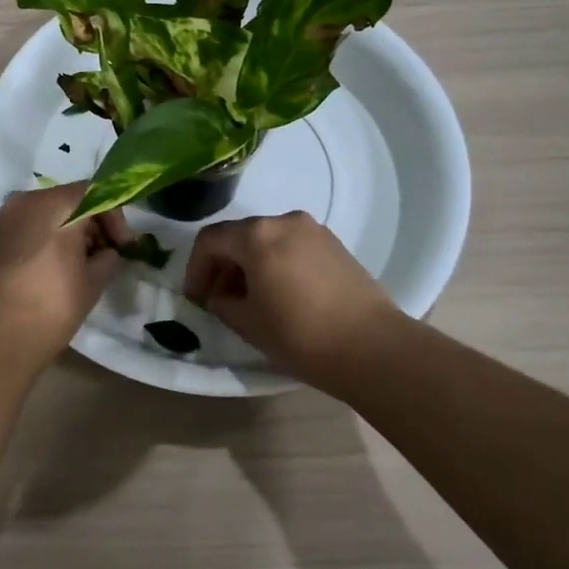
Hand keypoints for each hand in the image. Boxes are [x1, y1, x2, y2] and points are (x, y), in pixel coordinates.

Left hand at [0, 182, 128, 366]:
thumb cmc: (51, 305)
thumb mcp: (93, 282)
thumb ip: (107, 258)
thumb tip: (107, 253)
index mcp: (55, 204)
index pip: (95, 193)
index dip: (115, 218)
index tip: (124, 246)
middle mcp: (25, 200)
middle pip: (68, 200)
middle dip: (90, 224)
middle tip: (104, 255)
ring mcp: (2, 218)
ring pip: (44, 214)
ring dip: (65, 231)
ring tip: (78, 264)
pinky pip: (24, 228)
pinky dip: (42, 239)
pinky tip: (50, 268)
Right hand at [183, 211, 404, 386]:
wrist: (373, 347)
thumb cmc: (301, 335)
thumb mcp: (248, 323)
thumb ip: (222, 302)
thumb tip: (220, 294)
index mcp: (256, 235)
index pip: (210, 240)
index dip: (195, 268)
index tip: (195, 297)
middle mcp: (283, 220)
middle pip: (239, 235)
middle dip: (222, 264)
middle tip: (217, 298)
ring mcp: (313, 230)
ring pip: (266, 239)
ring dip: (249, 263)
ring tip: (249, 298)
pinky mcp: (334, 244)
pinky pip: (291, 245)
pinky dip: (275, 262)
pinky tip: (280, 293)